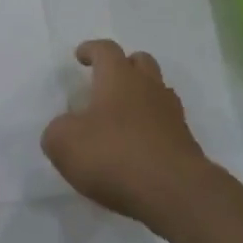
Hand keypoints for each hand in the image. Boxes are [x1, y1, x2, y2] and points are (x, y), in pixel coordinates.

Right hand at [42, 40, 210, 228]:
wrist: (174, 192)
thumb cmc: (114, 156)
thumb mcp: (65, 143)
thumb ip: (57, 130)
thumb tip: (64, 129)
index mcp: (118, 77)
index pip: (105, 50)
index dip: (91, 50)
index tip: (81, 56)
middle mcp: (148, 87)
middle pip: (140, 62)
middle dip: (124, 65)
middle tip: (107, 80)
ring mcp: (171, 114)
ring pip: (157, 91)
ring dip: (141, 96)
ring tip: (122, 115)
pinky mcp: (185, 142)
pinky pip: (165, 123)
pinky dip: (151, 127)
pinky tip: (138, 145)